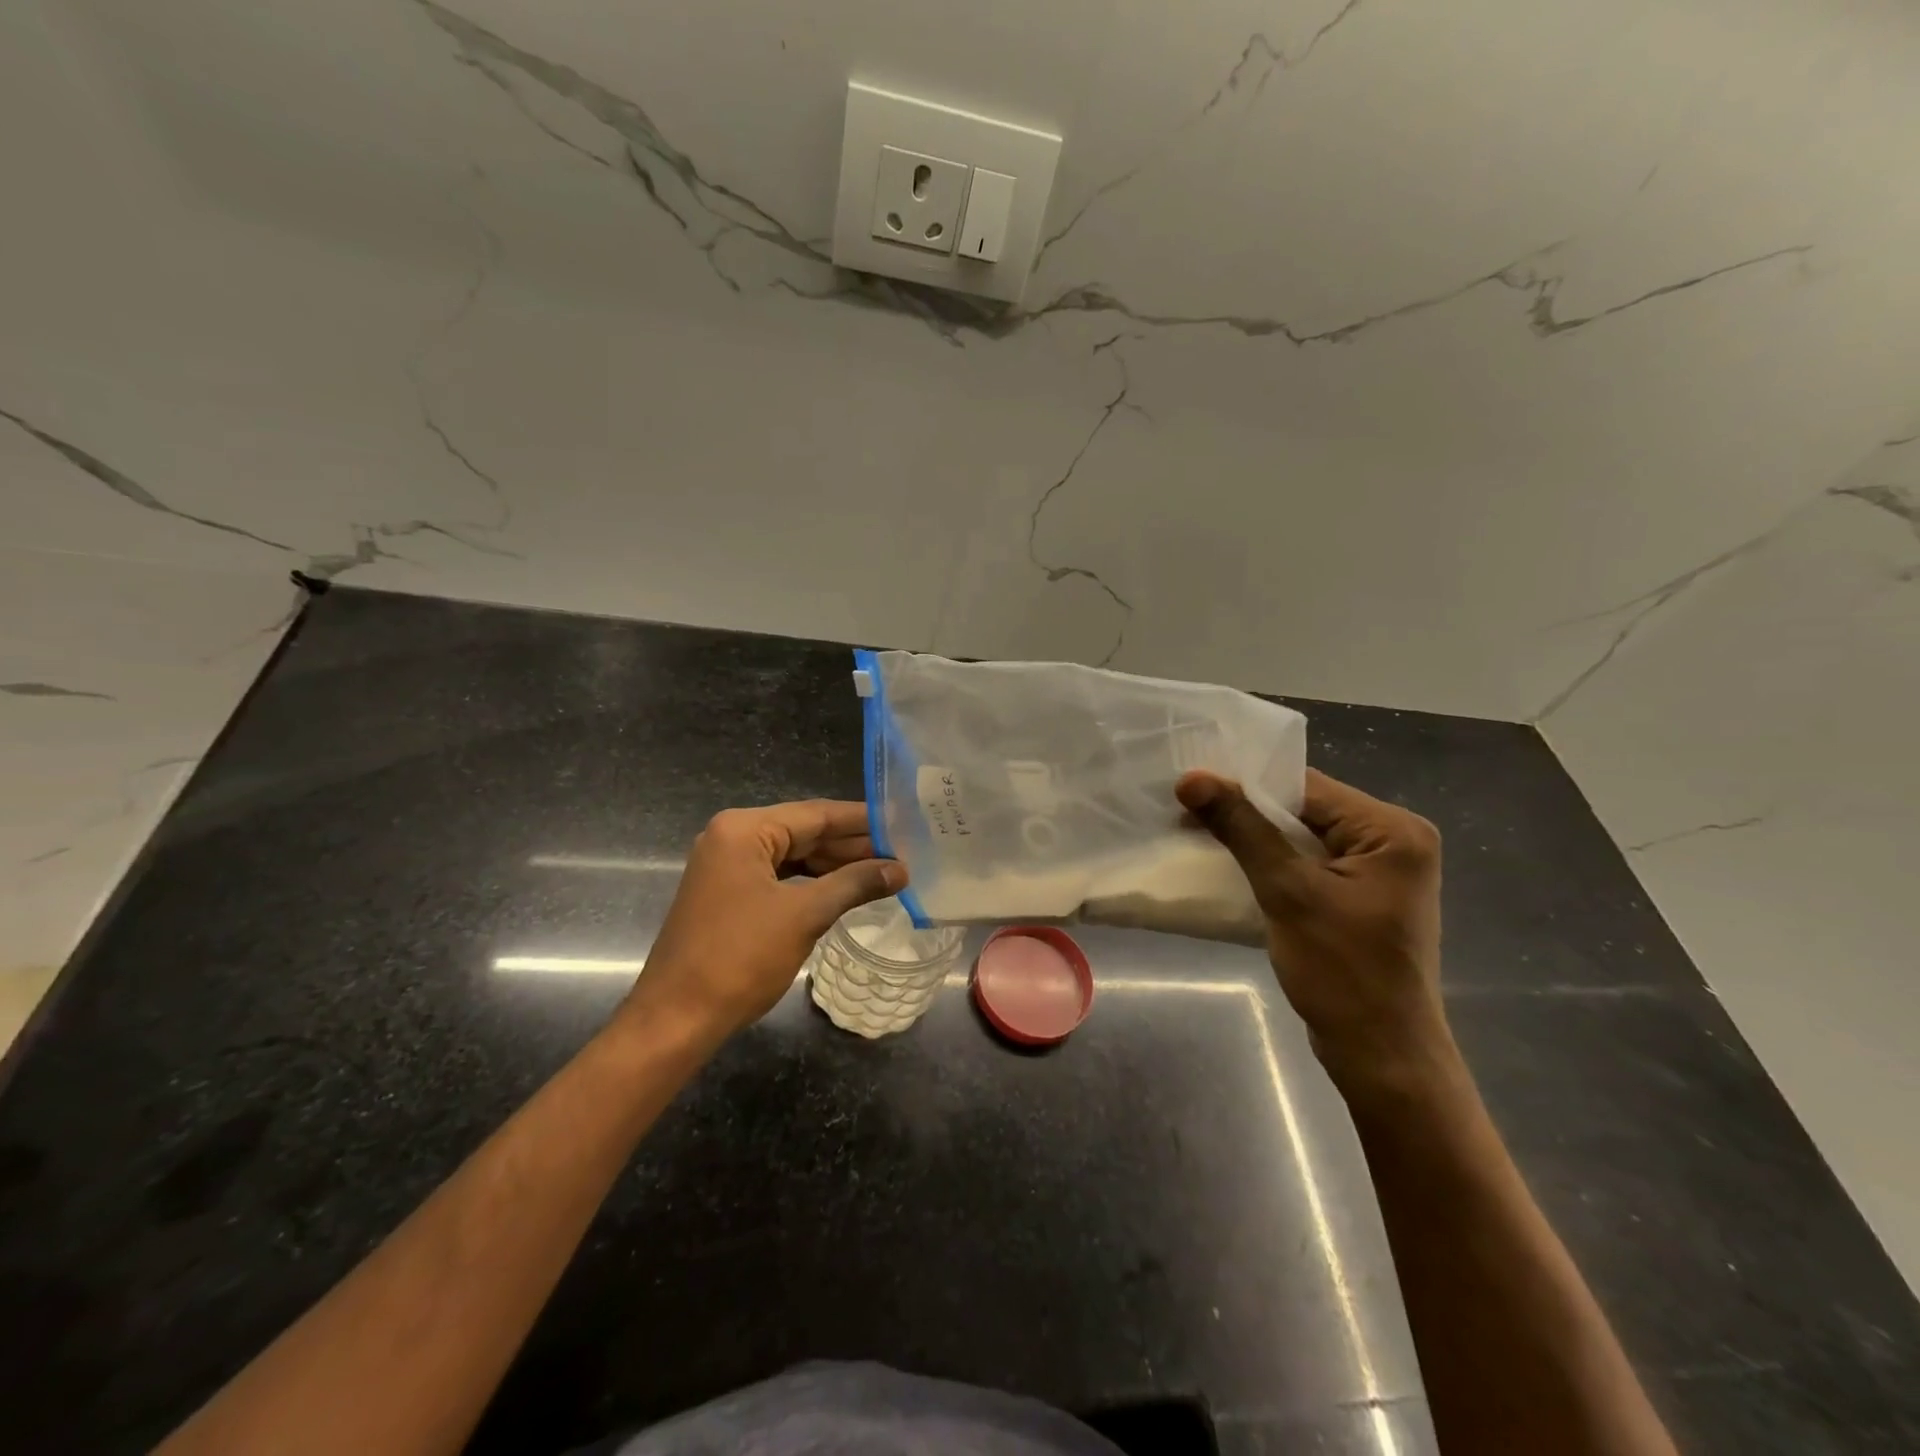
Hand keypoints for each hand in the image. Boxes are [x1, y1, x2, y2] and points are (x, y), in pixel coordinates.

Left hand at [622, 800, 906, 1041]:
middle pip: (804, 832)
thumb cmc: (740, 959)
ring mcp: (726, 867)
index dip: (862, 820)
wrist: (676, 1020)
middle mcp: (731, 837)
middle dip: (852, 845)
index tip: (903, 821)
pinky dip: (812, 883)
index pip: (816, 814)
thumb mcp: (804, 916)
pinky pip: (779, 877)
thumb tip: (900, 870)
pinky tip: (845, 890)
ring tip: (883, 872)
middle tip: (902, 852)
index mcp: (744, 830)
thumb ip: (855, 884)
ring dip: (835, 866)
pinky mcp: (727, 894)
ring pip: (793, 856)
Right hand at [1176, 767, 1451, 1093]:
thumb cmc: (1342, 971)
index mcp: (1392, 830)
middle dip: (1246, 811)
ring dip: (1254, 836)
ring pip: (1303, 835)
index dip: (1245, 785)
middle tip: (1186, 809)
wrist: (1382, 1056)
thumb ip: (1242, 829)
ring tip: (1198, 831)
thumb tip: (1191, 779)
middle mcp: (1394, 841)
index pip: (1306, 787)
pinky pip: (1309, 861)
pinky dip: (1271, 861)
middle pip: (1306, 808)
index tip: (1189, 789)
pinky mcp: (1361, 896)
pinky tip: (1230, 863)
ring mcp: (1379, 871)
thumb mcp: (1287, 892)